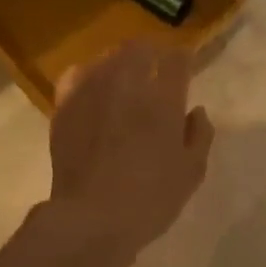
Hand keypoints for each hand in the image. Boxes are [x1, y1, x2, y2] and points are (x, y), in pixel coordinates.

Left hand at [48, 41, 213, 259]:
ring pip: (107, 57)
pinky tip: (93, 88)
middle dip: (152, 53)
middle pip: (139, 48)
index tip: (185, 67)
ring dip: (121, 62)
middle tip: (156, 68)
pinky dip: (88, 74)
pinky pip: (76, 75)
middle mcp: (127, 85)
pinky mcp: (65, 106)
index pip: (176, 59)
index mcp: (163, 100)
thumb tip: (196, 111)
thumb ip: (200, 135)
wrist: (92, 218)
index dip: (183, 59)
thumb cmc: (151, 198)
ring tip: (125, 77)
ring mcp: (91, 92)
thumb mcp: (192, 172)